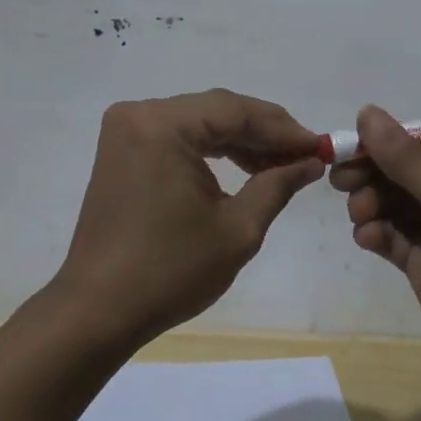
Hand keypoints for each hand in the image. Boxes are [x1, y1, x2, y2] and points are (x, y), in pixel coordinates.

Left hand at [50, 89, 324, 348]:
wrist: (99, 310)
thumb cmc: (170, 271)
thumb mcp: (238, 229)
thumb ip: (277, 184)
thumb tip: (310, 162)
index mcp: (163, 125)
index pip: (235, 111)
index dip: (283, 128)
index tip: (320, 146)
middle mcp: (139, 114)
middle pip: (216, 111)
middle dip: (263, 133)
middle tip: (305, 156)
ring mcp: (126, 132)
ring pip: (198, 123)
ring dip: (239, 142)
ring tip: (280, 166)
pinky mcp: (122, 152)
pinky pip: (176, 138)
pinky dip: (210, 151)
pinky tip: (243, 168)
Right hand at [331, 105, 420, 392]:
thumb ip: (406, 159)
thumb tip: (367, 111)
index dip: (389, 140)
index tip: (351, 144)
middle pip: (408, 171)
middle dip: (374, 174)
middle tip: (340, 180)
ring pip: (396, 204)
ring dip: (372, 204)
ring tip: (360, 215)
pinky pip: (395, 238)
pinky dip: (377, 233)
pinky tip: (367, 237)